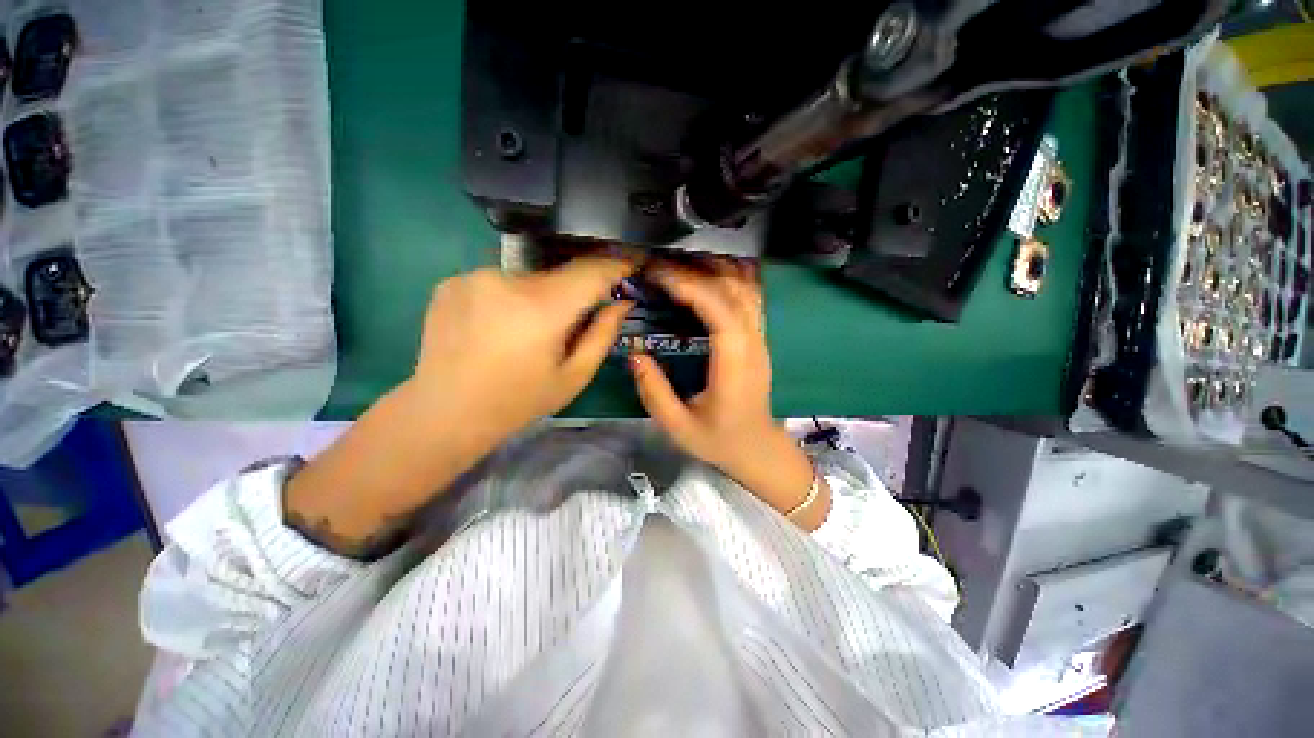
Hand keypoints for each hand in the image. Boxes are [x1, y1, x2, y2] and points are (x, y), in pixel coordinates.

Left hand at [413, 256, 635, 449]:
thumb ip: (602, 335)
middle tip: (571, 324)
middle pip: (559, 275)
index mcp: (541, 308)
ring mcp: (473, 276)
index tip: (632, 262)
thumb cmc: (517, 401)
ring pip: (528, 279)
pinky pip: (499, 282)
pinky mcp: (452, 280)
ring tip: (527, 333)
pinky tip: (498, 328)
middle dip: (574, 293)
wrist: (444, 413)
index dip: (616, 264)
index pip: (591, 271)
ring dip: (540, 298)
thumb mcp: (573, 377)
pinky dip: (509, 299)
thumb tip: (622, 303)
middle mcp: (506, 280)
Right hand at [629, 260, 829, 529]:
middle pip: (733, 289)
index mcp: (734, 363)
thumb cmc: (719, 441)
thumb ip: (654, 391)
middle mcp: (752, 343)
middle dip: (696, 270)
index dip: (689, 285)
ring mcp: (759, 338)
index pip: (718, 309)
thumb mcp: (678, 427)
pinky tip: (705, 277)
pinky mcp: (758, 339)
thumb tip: (635, 354)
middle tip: (660, 267)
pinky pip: (748, 297)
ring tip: (679, 266)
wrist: (757, 449)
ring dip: (714, 270)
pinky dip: (728, 279)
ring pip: (745, 287)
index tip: (657, 275)